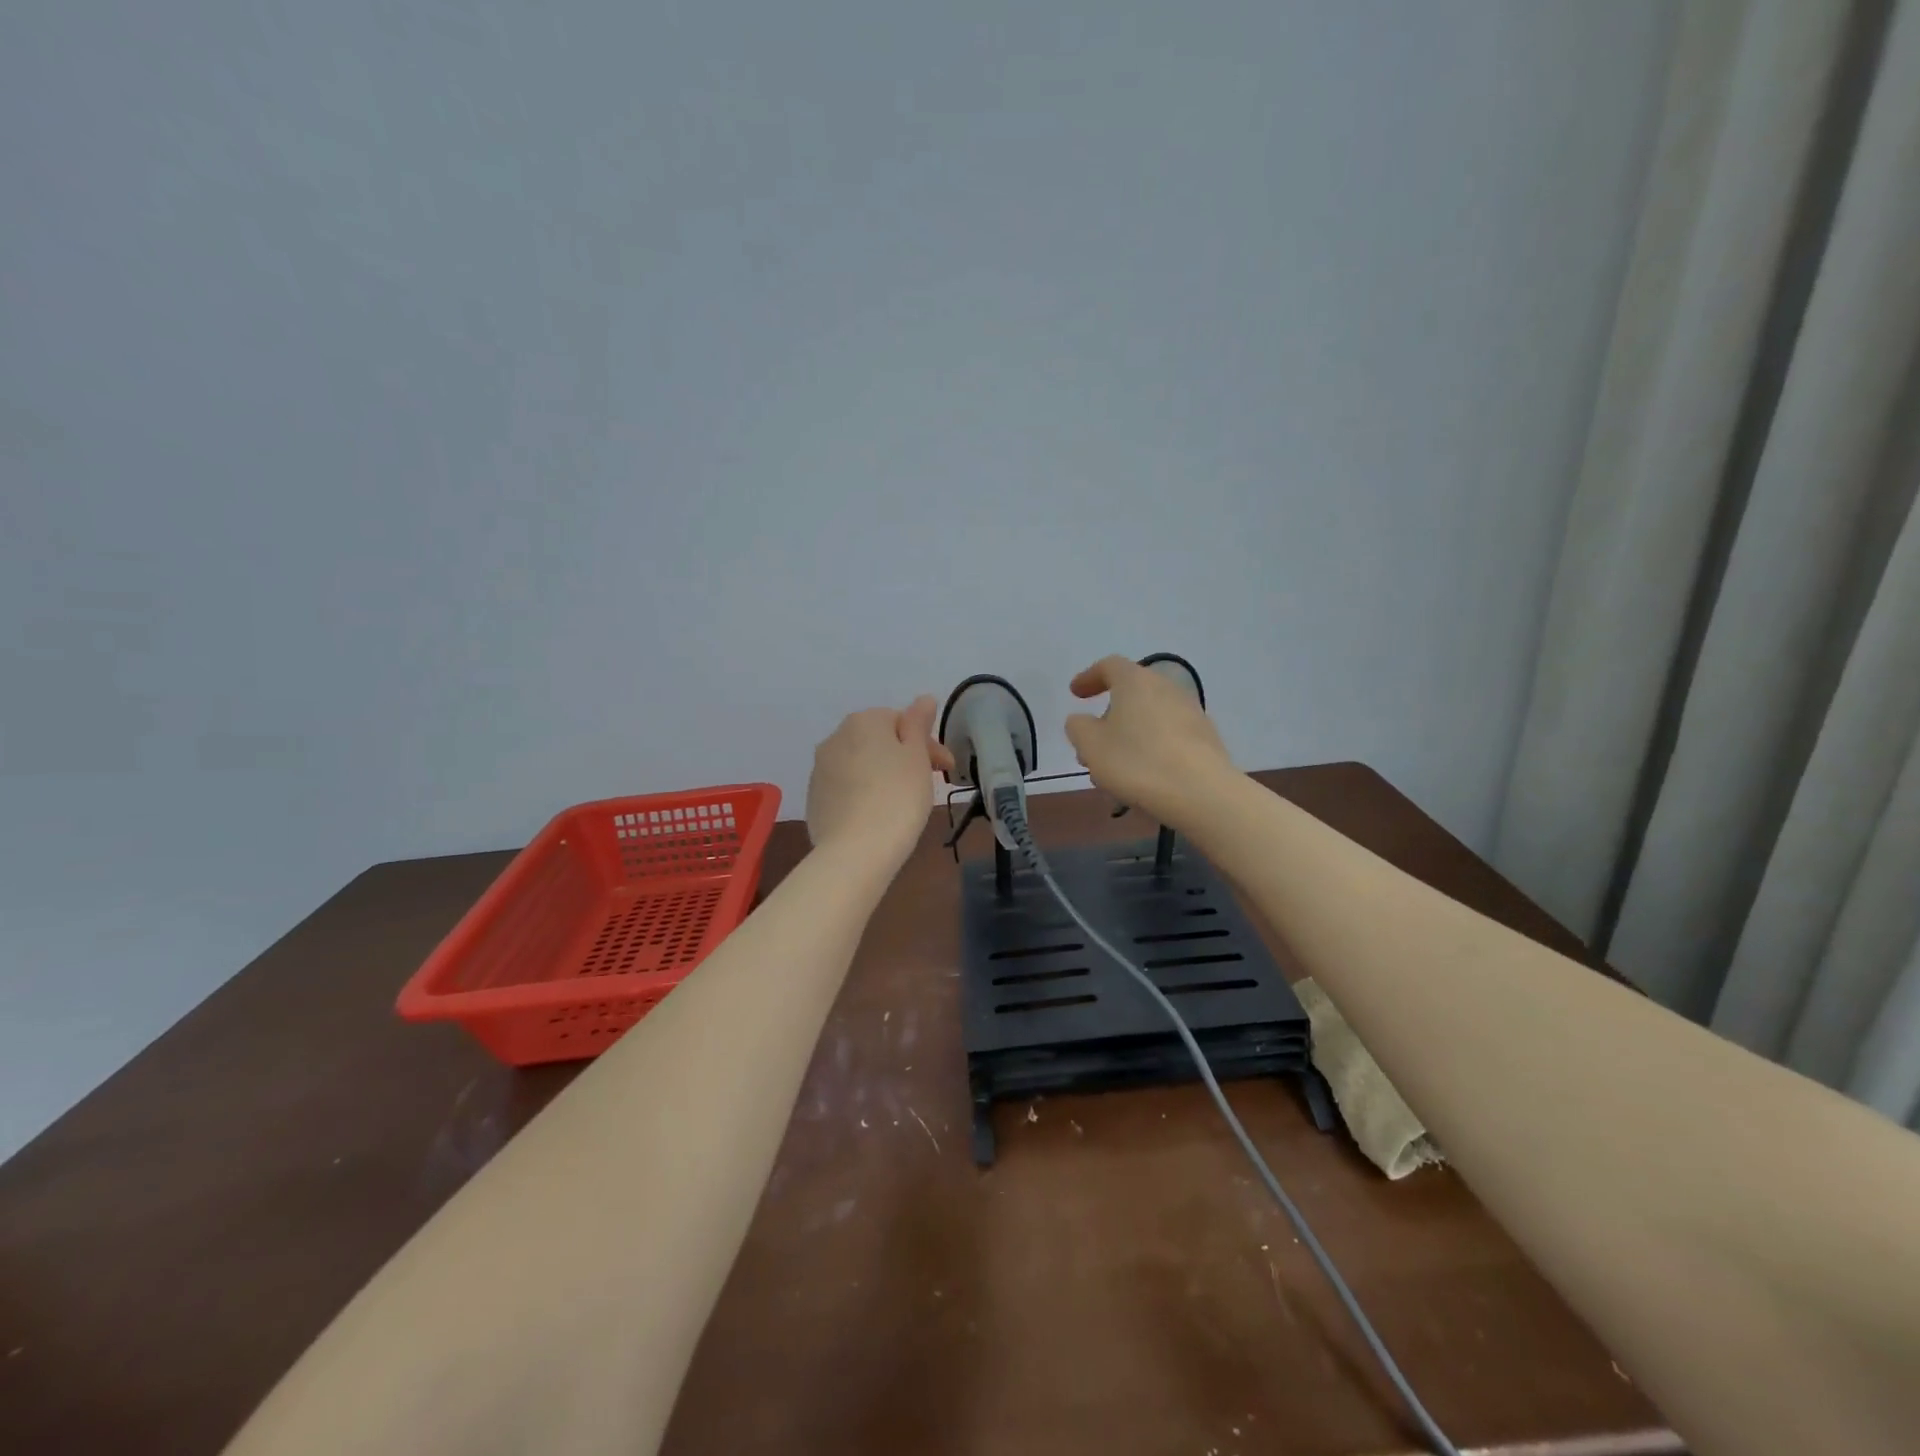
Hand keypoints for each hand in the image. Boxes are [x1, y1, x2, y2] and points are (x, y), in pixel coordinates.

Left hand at [806, 696, 956, 865]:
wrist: (855, 851)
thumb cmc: (897, 798)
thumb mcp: (917, 757)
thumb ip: (918, 724)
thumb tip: (923, 699)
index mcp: (864, 721)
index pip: (902, 721)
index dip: (927, 743)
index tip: (945, 769)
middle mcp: (836, 737)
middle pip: (878, 740)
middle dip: (904, 756)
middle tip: (928, 785)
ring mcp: (820, 769)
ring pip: (860, 763)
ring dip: (882, 773)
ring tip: (902, 801)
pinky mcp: (814, 798)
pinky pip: (846, 787)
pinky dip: (863, 794)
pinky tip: (877, 814)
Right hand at [1064, 656, 1235, 828]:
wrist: (1201, 793)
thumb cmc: (1137, 762)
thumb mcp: (1091, 746)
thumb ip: (1078, 727)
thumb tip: (1082, 720)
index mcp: (1135, 681)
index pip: (1109, 666)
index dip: (1089, 677)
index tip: (1075, 694)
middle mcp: (1166, 688)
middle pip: (1131, 694)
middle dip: (1108, 717)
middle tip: (1092, 742)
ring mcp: (1191, 712)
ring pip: (1149, 719)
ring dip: (1129, 736)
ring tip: (1114, 769)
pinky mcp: (1206, 738)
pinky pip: (1168, 737)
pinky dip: (1150, 748)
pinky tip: (1142, 777)